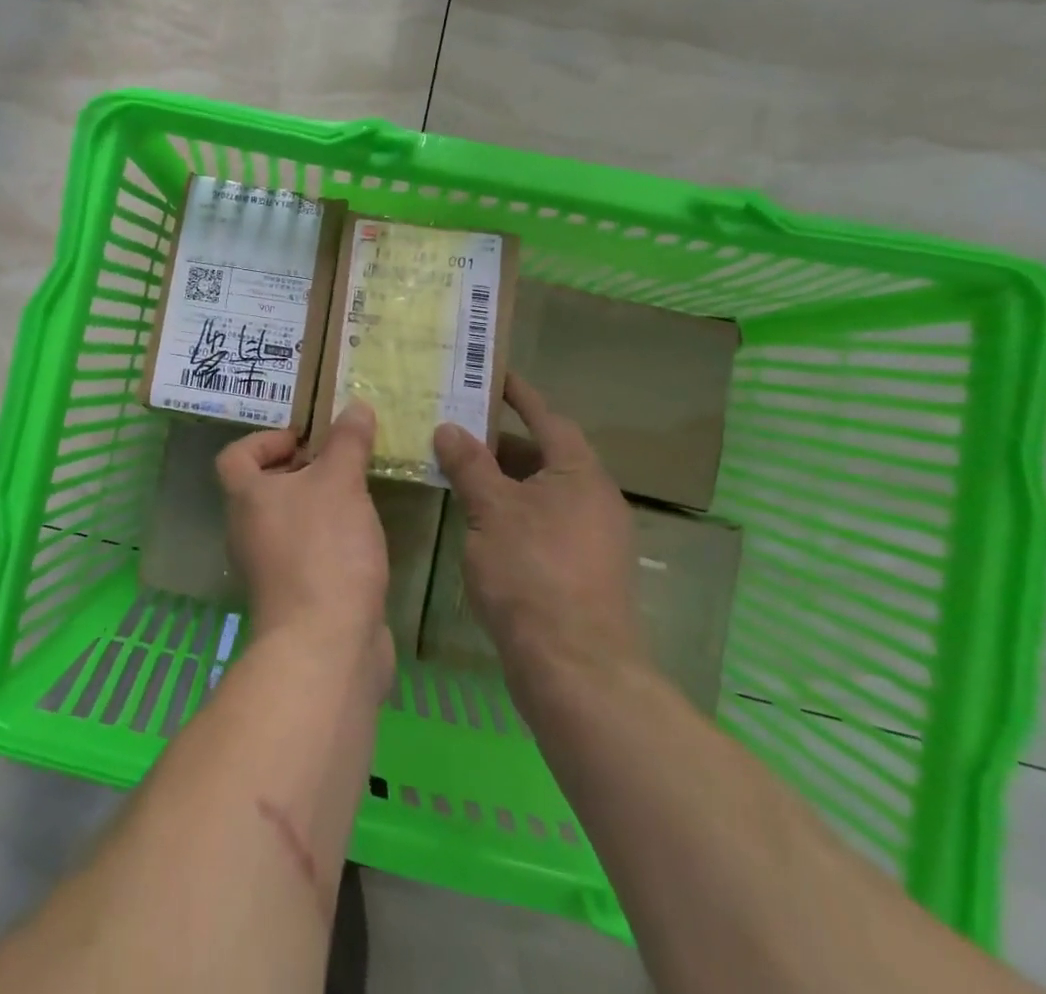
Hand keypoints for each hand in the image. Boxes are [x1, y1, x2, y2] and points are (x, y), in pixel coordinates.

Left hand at [217, 403, 392, 673]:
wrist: (326, 645)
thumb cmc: (323, 549)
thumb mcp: (340, 481)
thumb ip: (348, 442)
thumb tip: (356, 407)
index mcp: (246, 498)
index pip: (235, 456)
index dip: (264, 440)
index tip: (305, 439)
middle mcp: (248, 531)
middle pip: (263, 489)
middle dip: (301, 471)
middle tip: (340, 463)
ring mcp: (269, 568)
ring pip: (288, 522)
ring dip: (318, 506)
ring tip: (357, 495)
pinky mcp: (294, 597)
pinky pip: (307, 554)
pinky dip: (329, 541)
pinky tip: (363, 539)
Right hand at [432, 374, 642, 685]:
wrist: (576, 670)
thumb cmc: (532, 574)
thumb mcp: (491, 511)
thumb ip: (470, 465)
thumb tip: (449, 428)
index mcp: (580, 475)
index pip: (548, 418)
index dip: (520, 395)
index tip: (493, 375)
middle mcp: (595, 500)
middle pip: (546, 456)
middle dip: (502, 442)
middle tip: (458, 430)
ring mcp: (594, 539)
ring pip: (544, 493)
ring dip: (506, 480)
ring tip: (461, 473)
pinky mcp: (584, 572)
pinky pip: (546, 523)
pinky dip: (515, 512)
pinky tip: (482, 524)